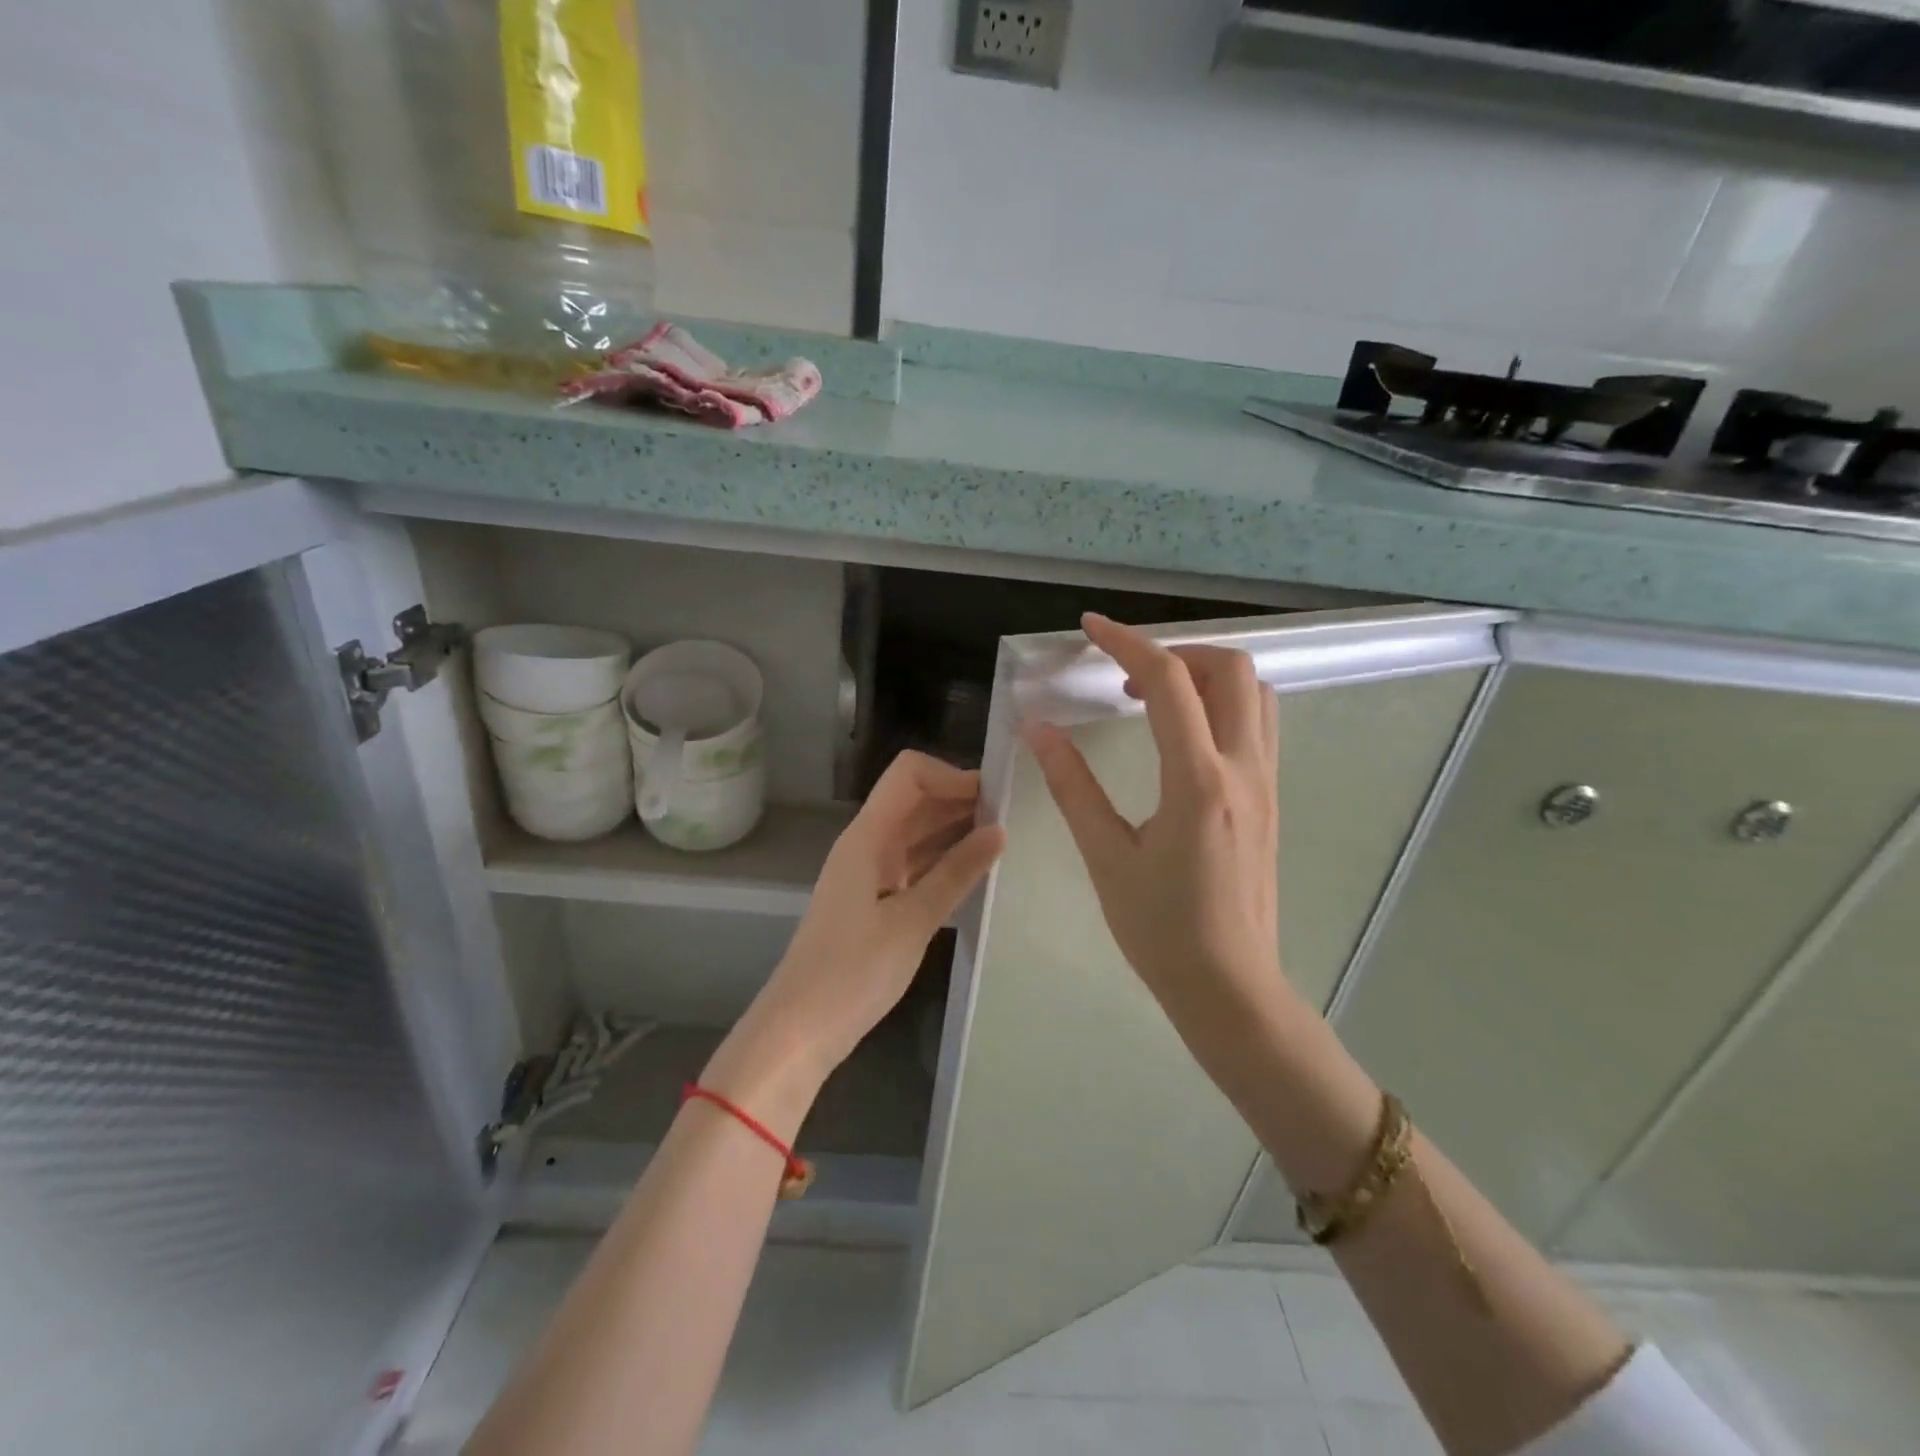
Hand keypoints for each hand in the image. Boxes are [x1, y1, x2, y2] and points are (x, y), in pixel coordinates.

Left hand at [702, 752, 1003, 1131]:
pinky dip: (943, 860)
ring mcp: (869, 871)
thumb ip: (956, 873)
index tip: (994, 799)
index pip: (909, 774)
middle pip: (915, 799)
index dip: (952, 775)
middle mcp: (867, 843)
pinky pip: (913, 862)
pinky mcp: (874, 898)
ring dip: (955, 830)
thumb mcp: (913, 921)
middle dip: (961, 800)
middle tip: (1013, 820)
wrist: (801, 1029)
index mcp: (868, 837)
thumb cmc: (854, 973)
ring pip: (916, 831)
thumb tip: (999, 831)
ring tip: (1003, 844)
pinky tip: (976, 873)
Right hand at [1025, 614, 1287, 1055]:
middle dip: (1175, 653)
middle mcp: (1243, 769)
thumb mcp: (1106, 857)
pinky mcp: (1271, 799)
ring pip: (1255, 693)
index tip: (1090, 628)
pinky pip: (1259, 724)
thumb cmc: (1161, 930)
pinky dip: (1225, 703)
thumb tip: (1039, 729)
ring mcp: (1266, 783)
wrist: (1229, 987)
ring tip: (1155, 699)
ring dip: (1206, 675)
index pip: (1169, 683)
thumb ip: (1073, 786)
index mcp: (1198, 781)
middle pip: (1231, 669)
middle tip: (1127, 677)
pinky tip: (1184, 736)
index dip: (1127, 643)